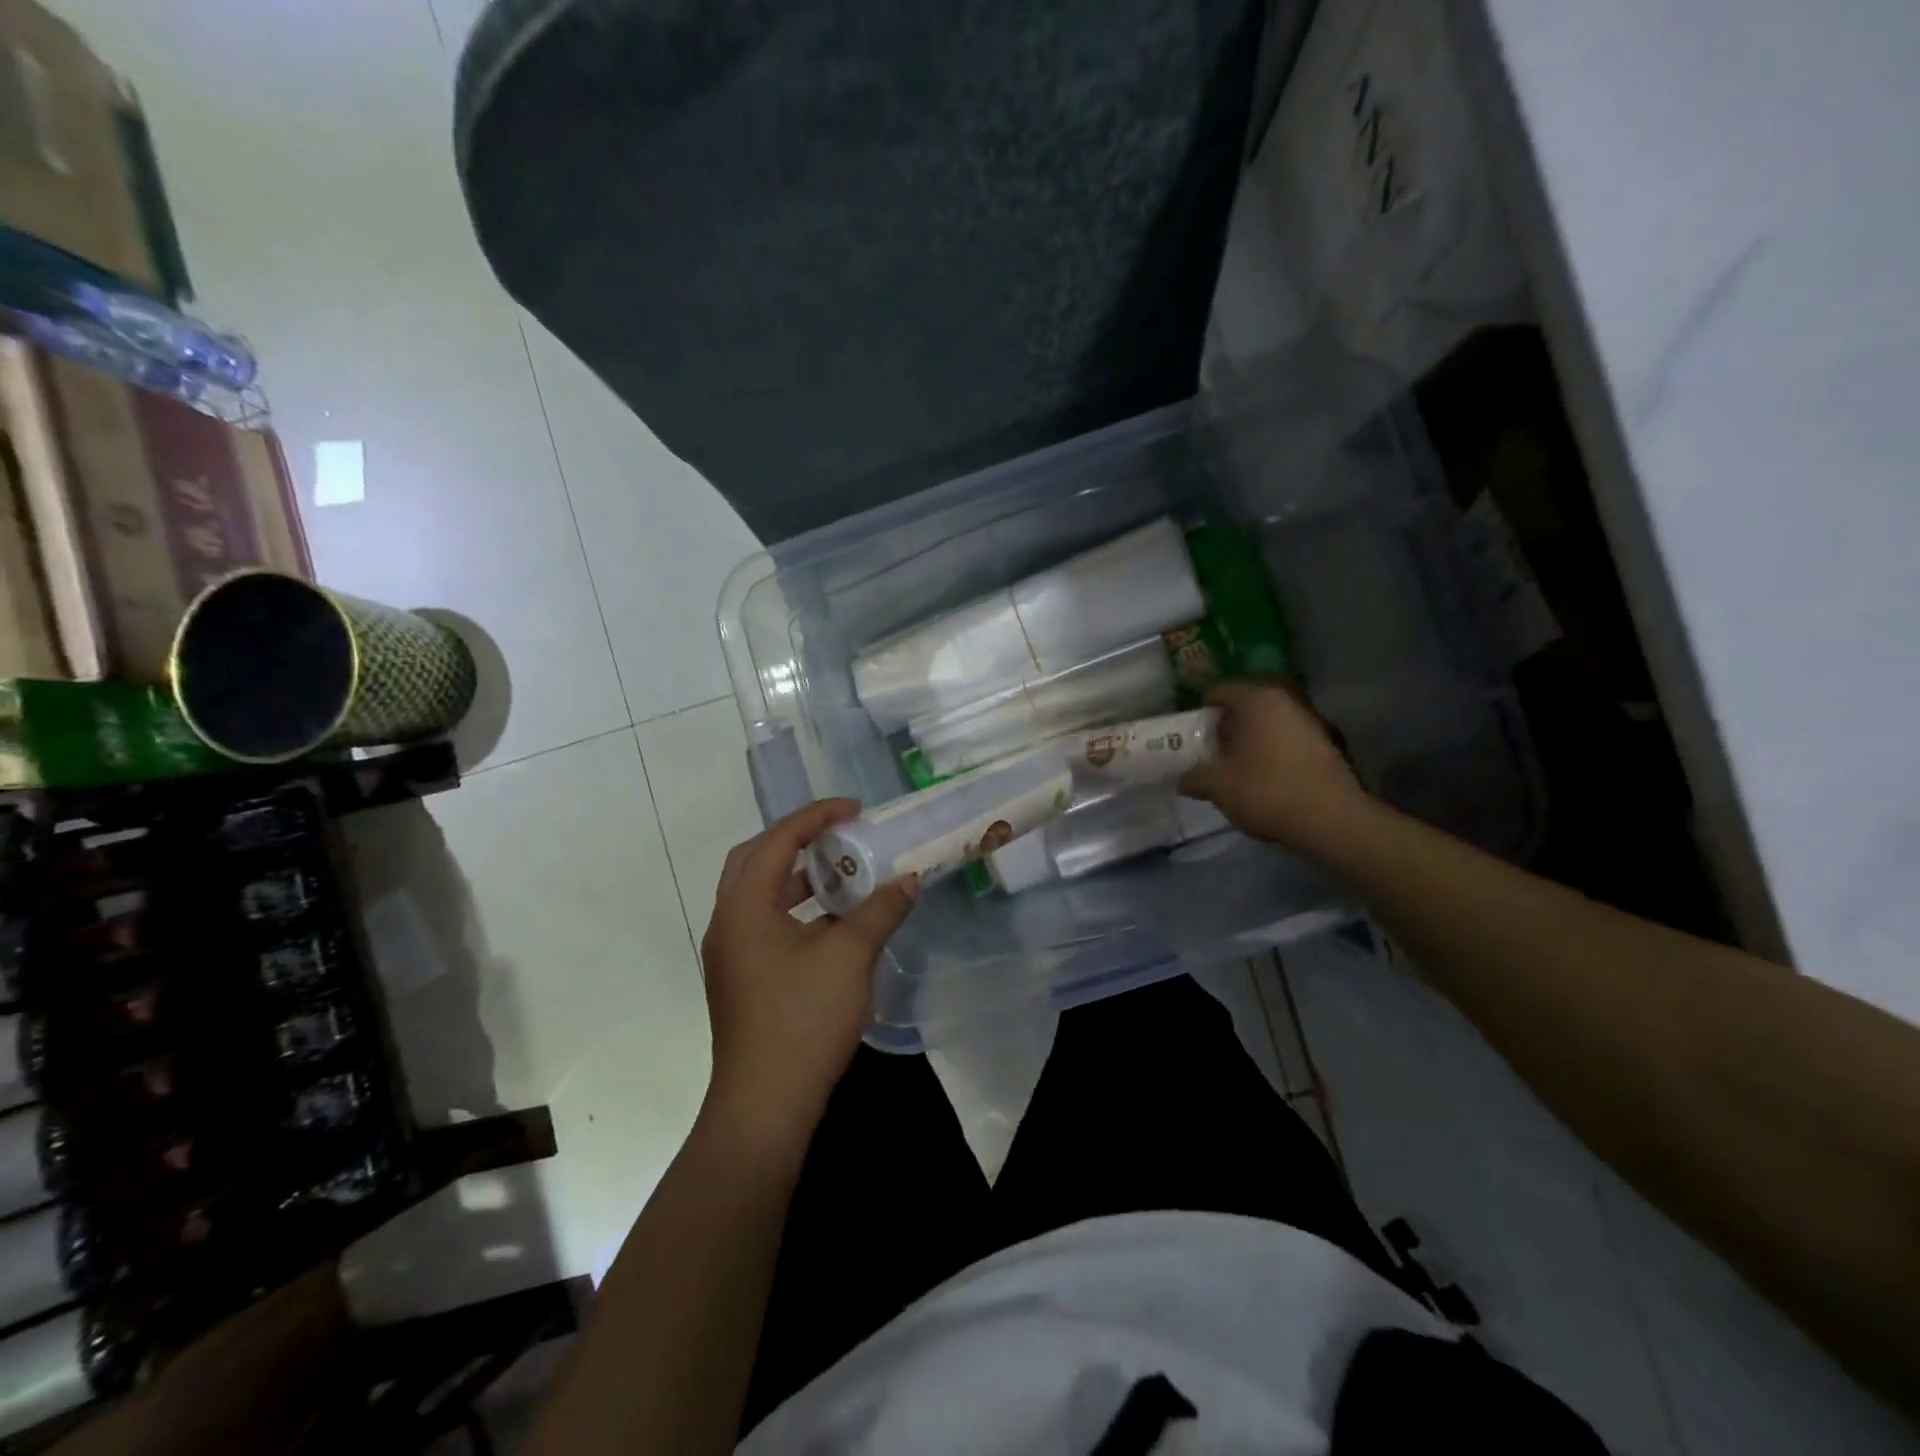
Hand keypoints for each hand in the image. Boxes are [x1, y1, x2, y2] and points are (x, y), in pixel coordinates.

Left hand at [699, 800, 918, 1150]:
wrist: (764, 1106)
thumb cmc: (803, 1020)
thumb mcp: (850, 957)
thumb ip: (880, 910)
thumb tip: (909, 880)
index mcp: (744, 906)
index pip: (778, 841)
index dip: (817, 817)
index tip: (855, 810)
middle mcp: (728, 922)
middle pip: (757, 859)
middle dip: (799, 840)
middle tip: (840, 834)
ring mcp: (731, 954)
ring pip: (761, 894)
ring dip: (799, 877)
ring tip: (843, 873)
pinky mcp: (742, 979)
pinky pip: (767, 923)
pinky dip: (798, 910)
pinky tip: (835, 924)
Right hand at [1178, 680, 1376, 856]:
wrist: (1331, 819)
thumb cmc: (1266, 790)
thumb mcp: (1218, 786)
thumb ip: (1195, 777)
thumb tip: (1184, 779)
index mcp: (1256, 699)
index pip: (1219, 691)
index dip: (1202, 713)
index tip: (1194, 737)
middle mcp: (1285, 700)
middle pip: (1246, 706)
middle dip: (1227, 727)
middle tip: (1212, 754)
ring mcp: (1310, 720)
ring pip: (1268, 723)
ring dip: (1251, 741)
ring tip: (1237, 769)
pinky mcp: (1326, 743)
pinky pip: (1287, 739)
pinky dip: (1272, 752)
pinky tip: (1266, 779)